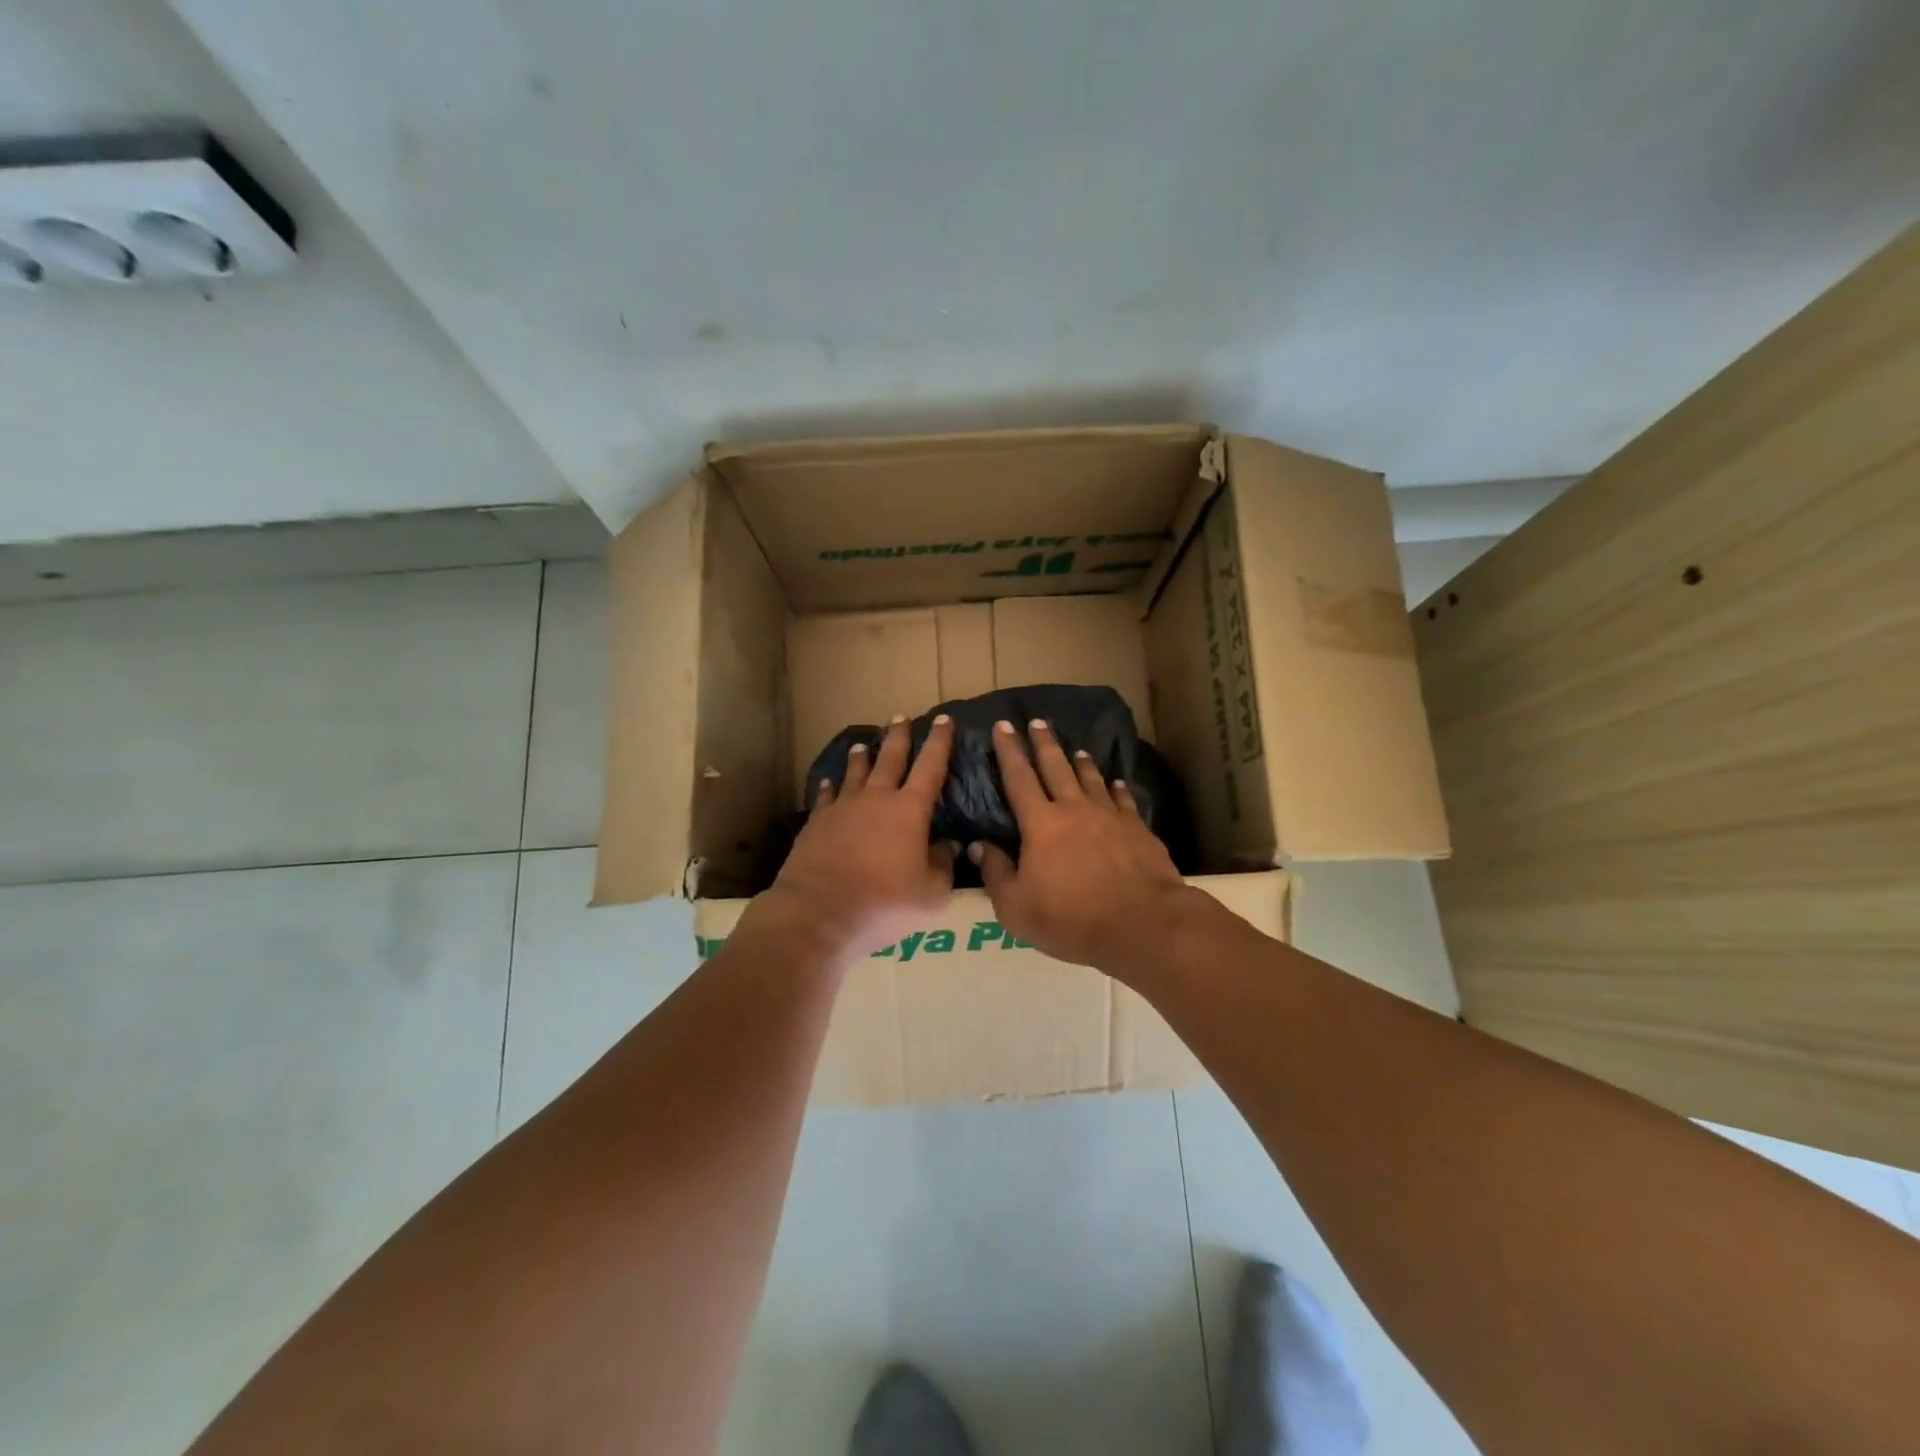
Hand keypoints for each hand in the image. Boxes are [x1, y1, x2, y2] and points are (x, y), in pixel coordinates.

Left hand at [755, 714, 956, 962]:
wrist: (818, 912)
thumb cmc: (884, 904)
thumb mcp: (931, 894)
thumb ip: (943, 865)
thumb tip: (948, 845)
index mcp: (909, 810)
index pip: (930, 767)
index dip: (940, 742)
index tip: (944, 720)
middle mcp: (876, 799)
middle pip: (890, 759)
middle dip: (898, 737)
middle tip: (901, 717)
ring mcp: (842, 809)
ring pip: (855, 773)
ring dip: (861, 757)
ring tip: (863, 744)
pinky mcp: (816, 824)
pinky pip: (825, 797)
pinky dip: (829, 787)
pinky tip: (828, 782)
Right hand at [971, 718, 1199, 975]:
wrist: (1142, 923)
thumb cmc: (1071, 919)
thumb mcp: (1016, 908)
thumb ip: (996, 873)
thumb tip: (980, 845)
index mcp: (1040, 824)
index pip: (1018, 778)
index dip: (1008, 751)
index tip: (1003, 726)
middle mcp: (1074, 809)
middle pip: (1056, 767)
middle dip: (1044, 743)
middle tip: (1038, 722)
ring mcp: (1110, 816)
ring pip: (1091, 779)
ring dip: (1081, 762)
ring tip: (1076, 750)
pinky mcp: (1138, 829)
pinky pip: (1124, 800)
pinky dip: (1117, 788)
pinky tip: (1116, 783)